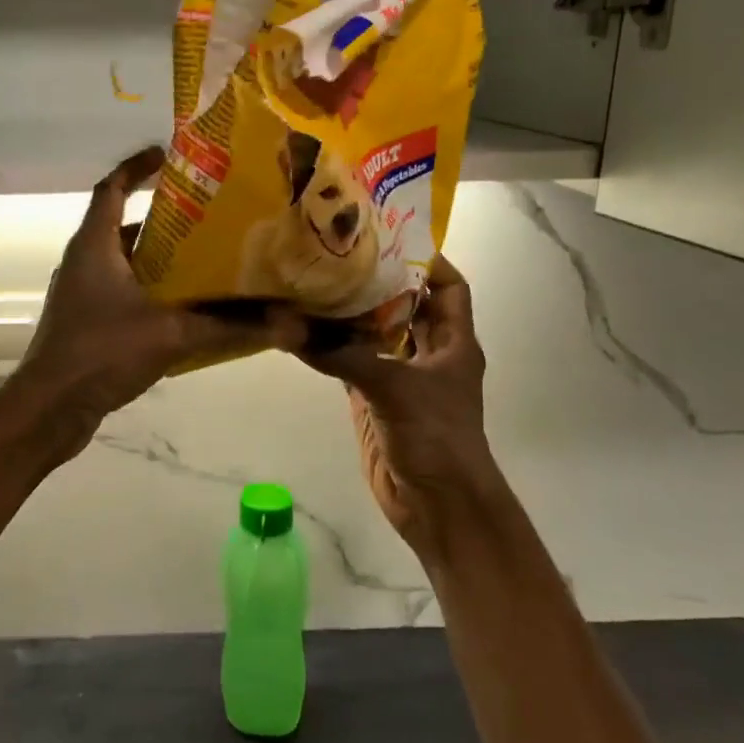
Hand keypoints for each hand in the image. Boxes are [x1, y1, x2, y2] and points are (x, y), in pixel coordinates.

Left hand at [11, 148, 304, 454]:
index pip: (112, 188)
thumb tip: (289, 325)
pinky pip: (121, 293)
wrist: (49, 408)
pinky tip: (182, 309)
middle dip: (162, 218)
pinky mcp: (84, 323)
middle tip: (206, 216)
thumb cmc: (101, 353)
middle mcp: (82, 262)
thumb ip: (229, 328)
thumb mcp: (171, 335)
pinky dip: (149, 291)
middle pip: (122, 226)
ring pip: (122, 263)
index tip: (166, 154)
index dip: (136, 166)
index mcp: (94, 246)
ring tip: (203, 259)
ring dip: (157, 259)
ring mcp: (79, 294)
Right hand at [299, 256, 508, 565]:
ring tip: (316, 282)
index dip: (427, 261)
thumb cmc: (435, 438)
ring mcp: (399, 378)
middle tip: (338, 253)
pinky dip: (332, 348)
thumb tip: (290, 328)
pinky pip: (351, 364)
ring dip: (351, 315)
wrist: (437, 506)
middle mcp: (428, 354)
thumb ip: (343, 356)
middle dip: (378, 281)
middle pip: (406, 306)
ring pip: (375, 334)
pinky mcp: (374, 400)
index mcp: (453, 342)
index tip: (388, 236)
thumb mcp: (393, 388)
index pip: (448, 287)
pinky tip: (304, 330)